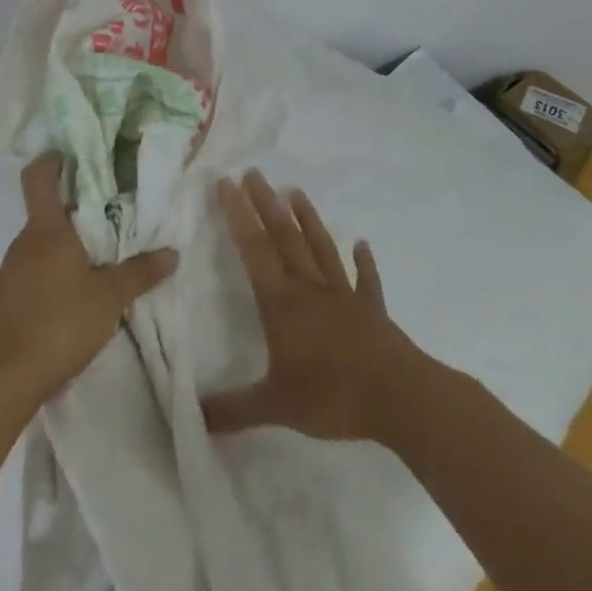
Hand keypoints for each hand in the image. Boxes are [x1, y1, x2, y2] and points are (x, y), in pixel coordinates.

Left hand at [0, 154, 178, 405]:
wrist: (8, 375)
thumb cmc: (61, 322)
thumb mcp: (110, 297)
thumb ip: (140, 272)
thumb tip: (173, 252)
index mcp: (46, 229)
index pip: (38, 177)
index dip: (52, 160)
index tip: (72, 155)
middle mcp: (24, 240)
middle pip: (45, 209)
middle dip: (74, 205)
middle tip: (109, 208)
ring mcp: (11, 267)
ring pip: (40, 240)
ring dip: (65, 239)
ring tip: (98, 250)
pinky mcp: (8, 294)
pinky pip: (33, 265)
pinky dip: (53, 265)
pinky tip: (74, 288)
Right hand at [201, 172, 416, 441]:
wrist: (401, 399)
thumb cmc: (333, 395)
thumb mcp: (275, 407)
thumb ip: (233, 410)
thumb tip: (190, 418)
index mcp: (282, 303)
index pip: (254, 249)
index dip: (237, 215)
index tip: (225, 182)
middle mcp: (310, 289)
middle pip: (285, 237)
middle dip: (266, 204)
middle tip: (254, 172)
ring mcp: (345, 297)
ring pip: (321, 249)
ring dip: (308, 219)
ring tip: (296, 190)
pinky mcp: (373, 312)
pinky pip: (366, 281)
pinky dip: (364, 262)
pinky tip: (362, 245)